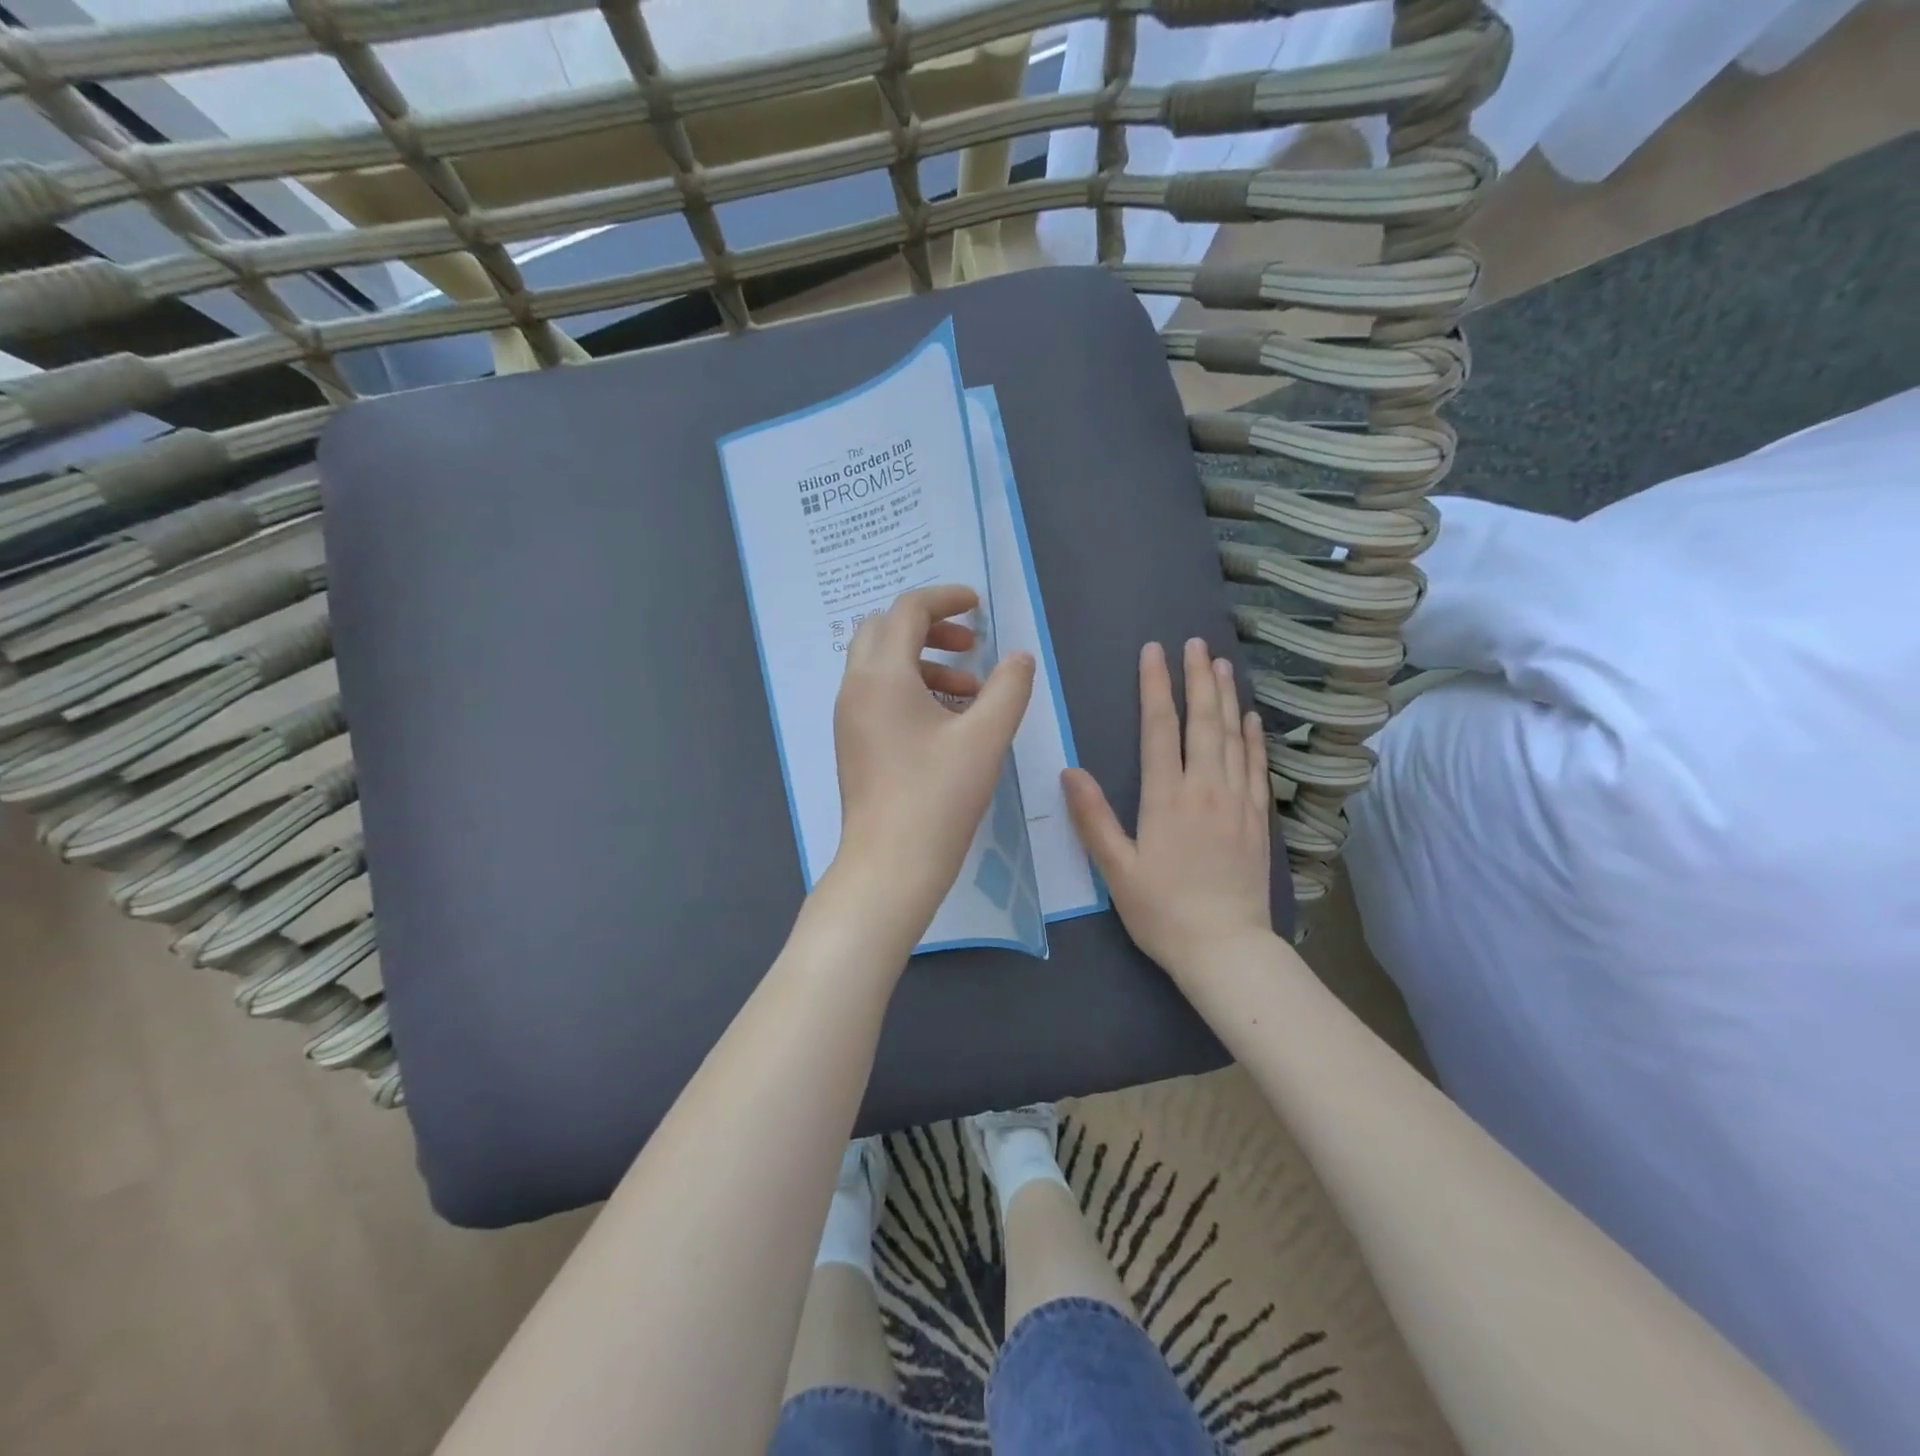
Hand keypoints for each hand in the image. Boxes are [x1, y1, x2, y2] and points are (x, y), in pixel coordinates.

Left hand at [826, 584, 1035, 948]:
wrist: (889, 866)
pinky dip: (912, 689)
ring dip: (924, 661)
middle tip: (971, 645)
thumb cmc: (938, 798)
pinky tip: (949, 721)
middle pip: (885, 630)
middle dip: (930, 627)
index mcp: (881, 675)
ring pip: (881, 664)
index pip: (907, 610)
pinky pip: (879, 695)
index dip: (946, 598)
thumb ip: (1008, 688)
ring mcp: (849, 717)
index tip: (979, 605)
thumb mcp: (984, 738)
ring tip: (970, 690)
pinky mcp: (853, 743)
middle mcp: (856, 688)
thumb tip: (1020, 657)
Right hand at [1063, 638, 1274, 985]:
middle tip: (1196, 644)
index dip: (1155, 686)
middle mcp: (1204, 789)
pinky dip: (1254, 737)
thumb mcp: (1116, 870)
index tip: (1154, 652)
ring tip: (1222, 665)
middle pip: (1203, 722)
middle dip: (1197, 679)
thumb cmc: (1162, 911)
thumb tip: (1070, 771)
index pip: (1159, 728)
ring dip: (1227, 698)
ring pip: (1233, 737)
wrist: (1226, 949)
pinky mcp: (1257, 819)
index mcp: (1166, 798)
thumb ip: (1093, 818)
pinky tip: (1251, 718)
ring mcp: (1236, 802)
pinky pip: (1256, 766)